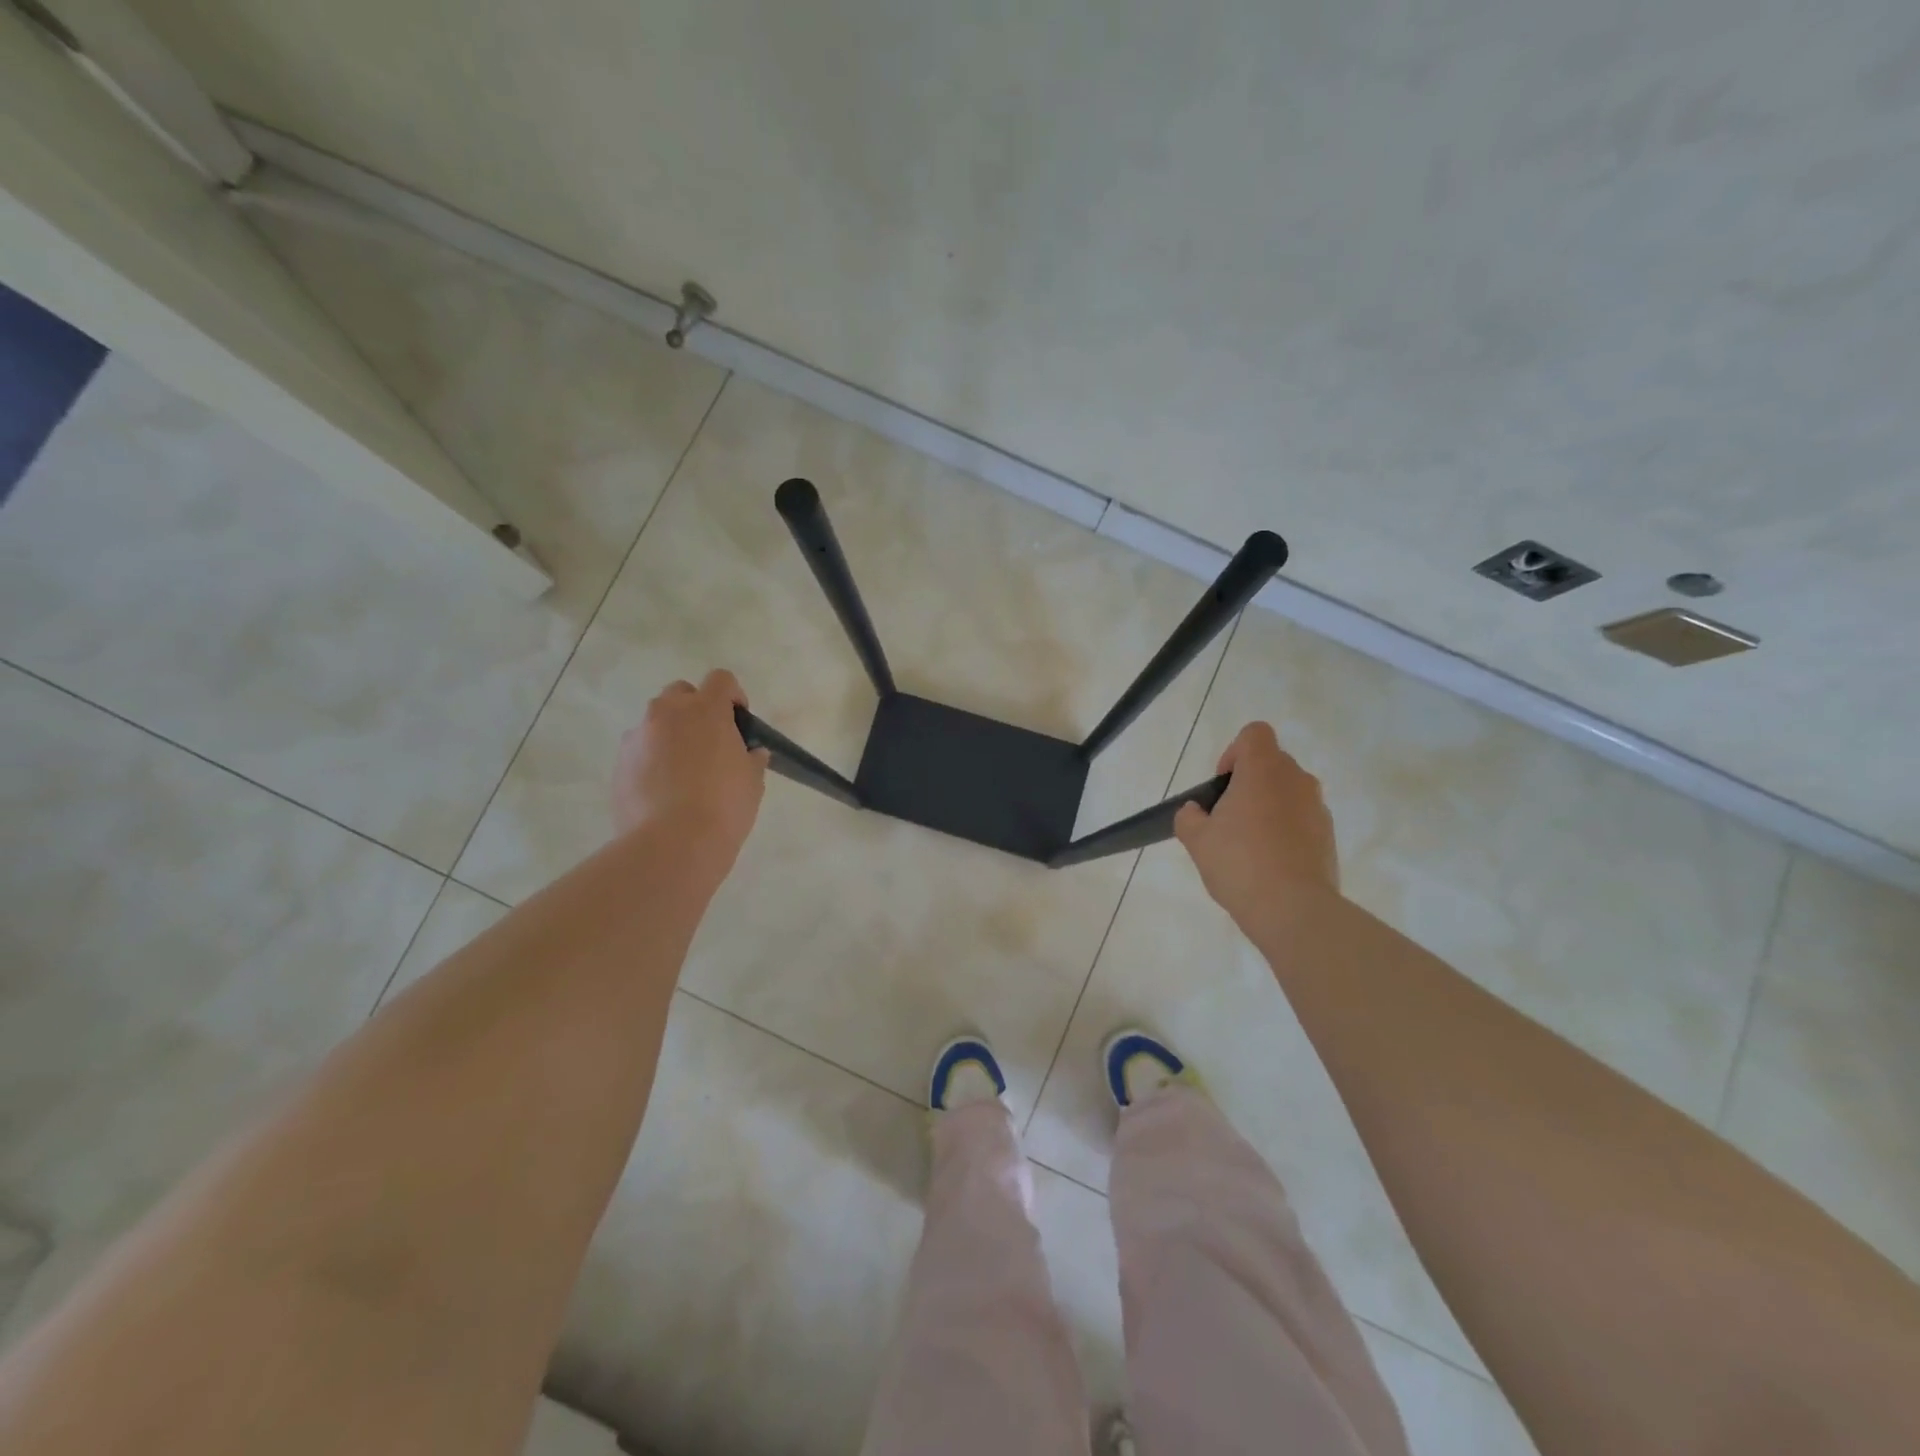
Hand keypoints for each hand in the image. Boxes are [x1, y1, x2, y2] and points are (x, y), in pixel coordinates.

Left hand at [612, 670, 767, 875]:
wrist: (672, 844)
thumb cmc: (724, 806)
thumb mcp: (752, 781)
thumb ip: (751, 758)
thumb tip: (751, 752)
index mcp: (706, 710)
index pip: (721, 680)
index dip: (733, 696)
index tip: (739, 721)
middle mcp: (667, 713)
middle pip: (681, 693)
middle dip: (696, 709)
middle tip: (710, 742)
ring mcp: (638, 737)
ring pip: (656, 722)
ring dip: (670, 734)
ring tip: (683, 771)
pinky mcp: (619, 764)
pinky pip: (639, 750)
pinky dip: (651, 760)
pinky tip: (663, 791)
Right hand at [1174, 721, 1338, 926]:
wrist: (1293, 909)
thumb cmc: (1239, 863)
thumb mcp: (1197, 840)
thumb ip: (1189, 817)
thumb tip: (1195, 811)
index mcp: (1263, 770)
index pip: (1254, 734)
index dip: (1234, 752)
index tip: (1222, 784)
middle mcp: (1296, 779)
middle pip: (1271, 763)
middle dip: (1249, 782)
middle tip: (1228, 818)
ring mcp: (1317, 807)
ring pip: (1288, 792)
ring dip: (1269, 806)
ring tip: (1249, 845)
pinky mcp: (1329, 835)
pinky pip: (1302, 819)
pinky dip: (1286, 830)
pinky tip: (1270, 863)